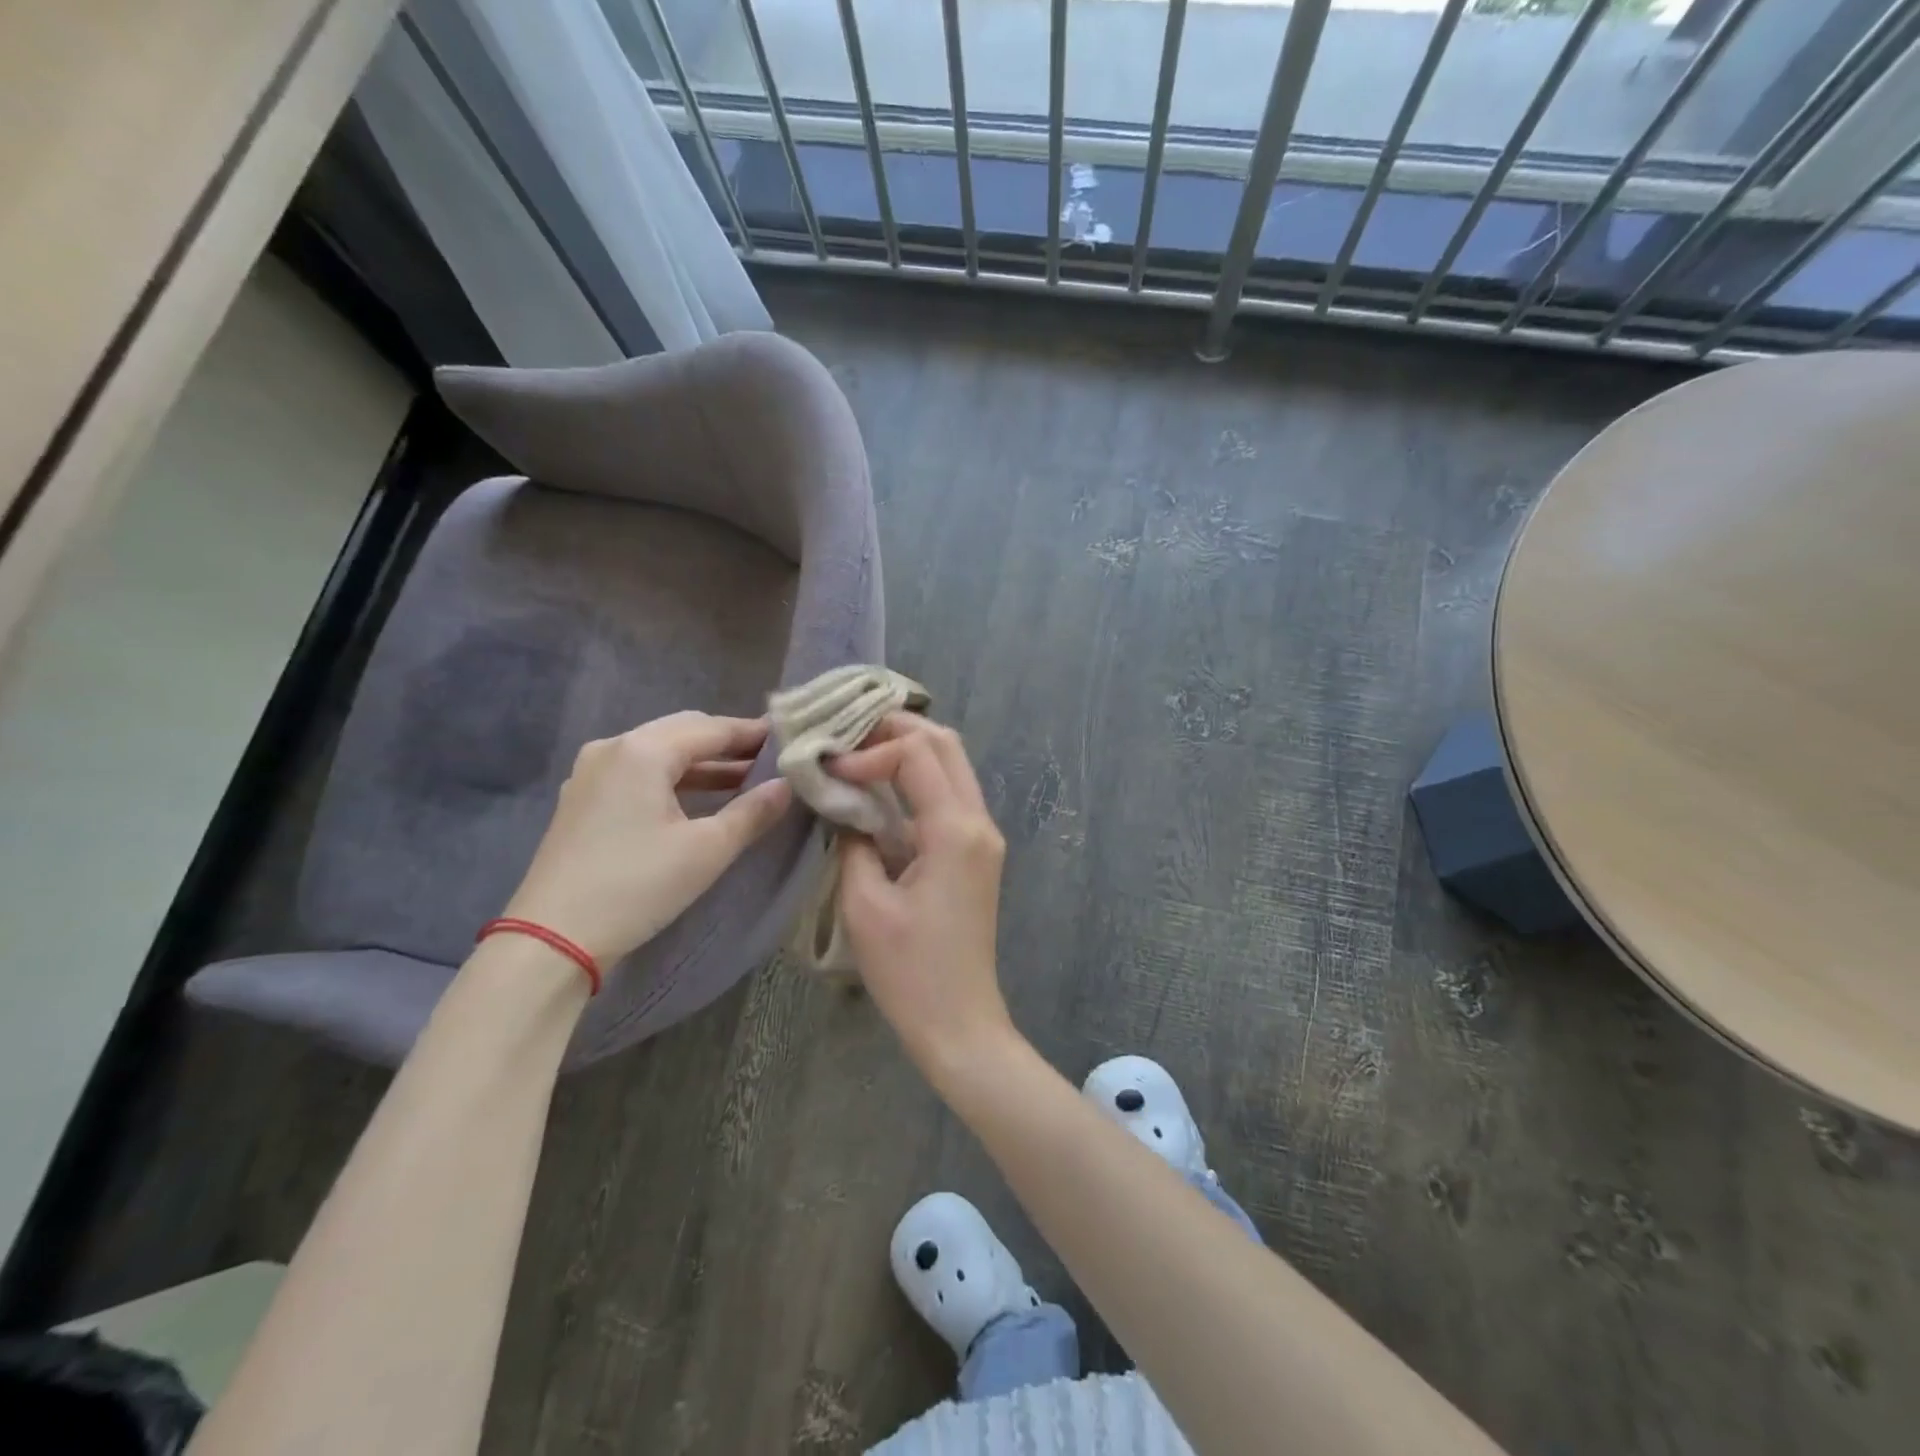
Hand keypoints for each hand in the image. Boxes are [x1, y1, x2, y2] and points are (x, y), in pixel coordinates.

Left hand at [504, 713, 792, 968]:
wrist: (552, 938)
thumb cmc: (637, 886)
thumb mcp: (707, 850)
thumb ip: (753, 812)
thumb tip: (787, 785)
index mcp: (643, 750)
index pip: (712, 728)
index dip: (753, 733)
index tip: (788, 738)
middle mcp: (613, 748)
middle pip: (683, 731)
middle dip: (727, 744)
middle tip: (769, 759)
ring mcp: (591, 772)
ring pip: (659, 752)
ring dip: (702, 763)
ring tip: (744, 781)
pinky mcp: (582, 798)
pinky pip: (638, 772)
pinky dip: (673, 778)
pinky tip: (698, 798)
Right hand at [831, 715, 1014, 1085]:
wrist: (960, 1021)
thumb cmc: (908, 970)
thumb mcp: (864, 903)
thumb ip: (853, 840)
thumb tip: (845, 805)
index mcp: (955, 830)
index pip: (917, 754)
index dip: (870, 750)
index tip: (830, 770)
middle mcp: (980, 822)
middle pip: (946, 744)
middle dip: (897, 729)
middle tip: (847, 734)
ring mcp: (985, 836)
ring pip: (953, 765)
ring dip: (910, 749)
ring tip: (860, 751)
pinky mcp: (978, 852)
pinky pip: (952, 795)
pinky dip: (919, 778)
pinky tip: (883, 787)